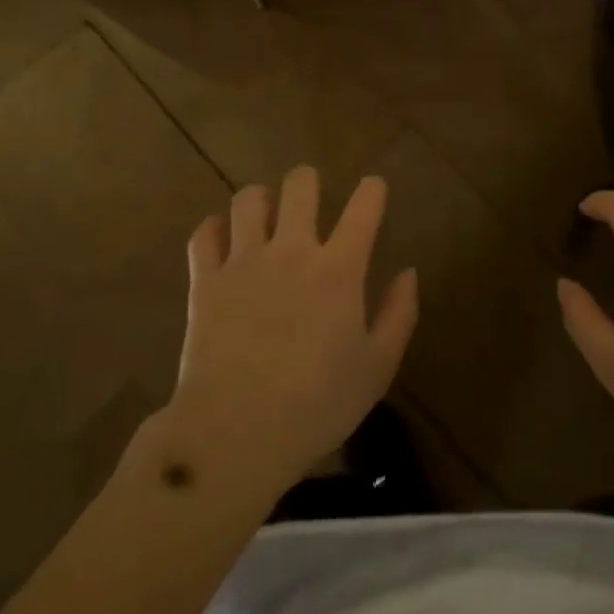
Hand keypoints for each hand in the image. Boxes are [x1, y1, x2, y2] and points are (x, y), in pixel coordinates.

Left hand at [167, 166, 417, 495]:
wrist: (236, 432)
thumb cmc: (317, 404)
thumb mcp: (377, 368)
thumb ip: (398, 314)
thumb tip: (408, 272)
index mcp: (338, 269)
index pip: (363, 209)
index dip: (372, 190)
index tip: (374, 187)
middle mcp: (292, 251)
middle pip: (299, 185)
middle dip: (307, 181)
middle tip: (309, 198)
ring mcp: (244, 262)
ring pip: (248, 200)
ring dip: (260, 200)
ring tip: (264, 215)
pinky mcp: (205, 281)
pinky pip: (204, 235)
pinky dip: (213, 230)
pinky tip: (221, 240)